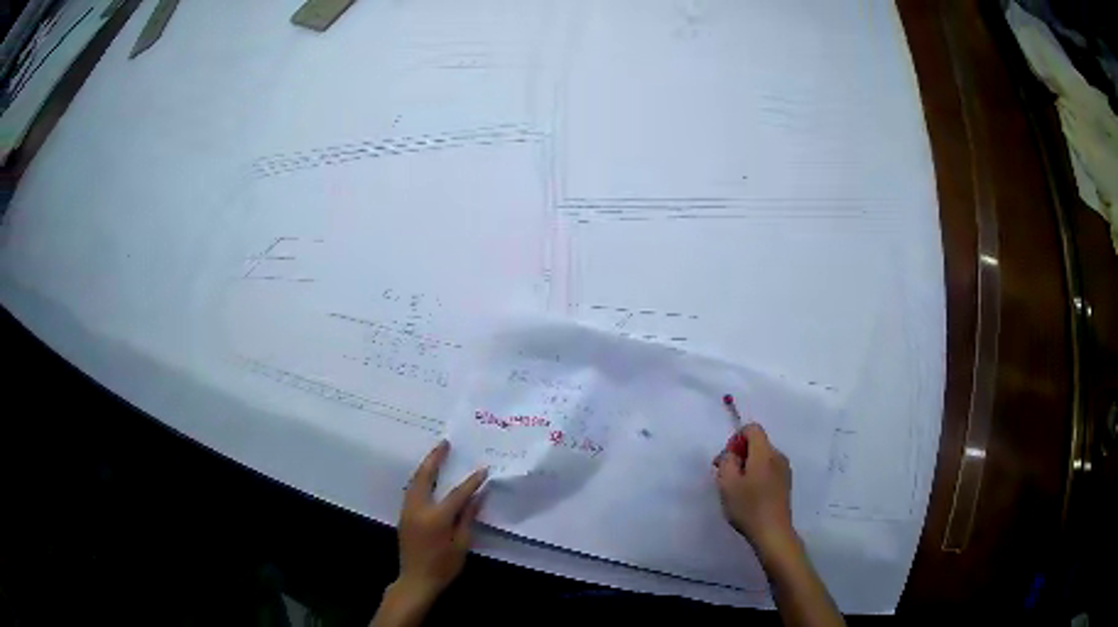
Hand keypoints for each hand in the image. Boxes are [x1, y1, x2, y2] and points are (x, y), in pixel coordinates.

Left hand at [395, 440, 487, 604]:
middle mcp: (418, 509)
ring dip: (425, 467)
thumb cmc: (443, 566)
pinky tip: (427, 476)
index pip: (456, 494)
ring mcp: (407, 511)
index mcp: (436, 518)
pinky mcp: (403, 516)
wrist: (415, 580)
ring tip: (436, 454)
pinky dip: (420, 479)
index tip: (483, 469)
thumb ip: (467, 518)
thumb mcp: (461, 545)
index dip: (471, 482)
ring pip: (414, 482)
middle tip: (444, 443)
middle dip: (435, 459)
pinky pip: (411, 490)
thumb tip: (477, 496)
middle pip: (425, 477)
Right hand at [715, 423, 795, 559]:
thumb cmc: (748, 507)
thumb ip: (726, 461)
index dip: (736, 438)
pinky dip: (757, 475)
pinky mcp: (786, 483)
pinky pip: (769, 469)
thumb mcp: (727, 483)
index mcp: (765, 453)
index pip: (752, 429)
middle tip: (727, 476)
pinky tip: (750, 495)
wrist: (773, 532)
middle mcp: (778, 456)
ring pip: (763, 457)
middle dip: (740, 454)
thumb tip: (731, 454)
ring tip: (737, 489)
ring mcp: (784, 470)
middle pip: (758, 443)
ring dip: (748, 466)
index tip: (727, 459)